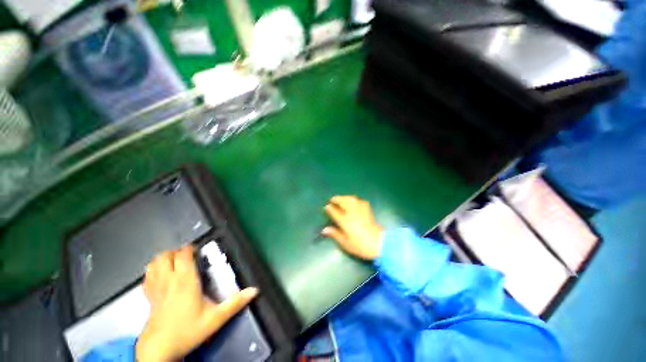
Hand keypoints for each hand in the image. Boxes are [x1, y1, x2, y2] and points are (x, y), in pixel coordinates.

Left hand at [136, 245, 257, 361]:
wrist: (159, 349)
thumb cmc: (187, 331)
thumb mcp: (215, 319)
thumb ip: (235, 303)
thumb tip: (254, 290)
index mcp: (185, 281)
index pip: (183, 255)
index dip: (190, 248)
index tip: (199, 250)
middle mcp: (169, 281)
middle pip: (166, 255)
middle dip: (177, 251)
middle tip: (189, 256)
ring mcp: (156, 288)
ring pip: (154, 263)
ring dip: (164, 258)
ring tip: (175, 262)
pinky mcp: (149, 297)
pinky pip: (147, 276)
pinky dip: (154, 270)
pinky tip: (161, 275)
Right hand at [322, 195, 383, 260]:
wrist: (379, 244)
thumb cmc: (360, 245)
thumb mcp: (345, 243)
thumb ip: (335, 234)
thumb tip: (324, 230)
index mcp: (345, 221)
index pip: (335, 211)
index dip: (329, 208)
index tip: (326, 207)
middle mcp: (352, 213)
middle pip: (343, 202)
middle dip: (337, 199)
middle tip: (333, 199)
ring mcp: (361, 210)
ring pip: (352, 199)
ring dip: (345, 197)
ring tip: (341, 199)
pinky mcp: (368, 211)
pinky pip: (360, 201)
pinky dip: (355, 200)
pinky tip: (354, 202)